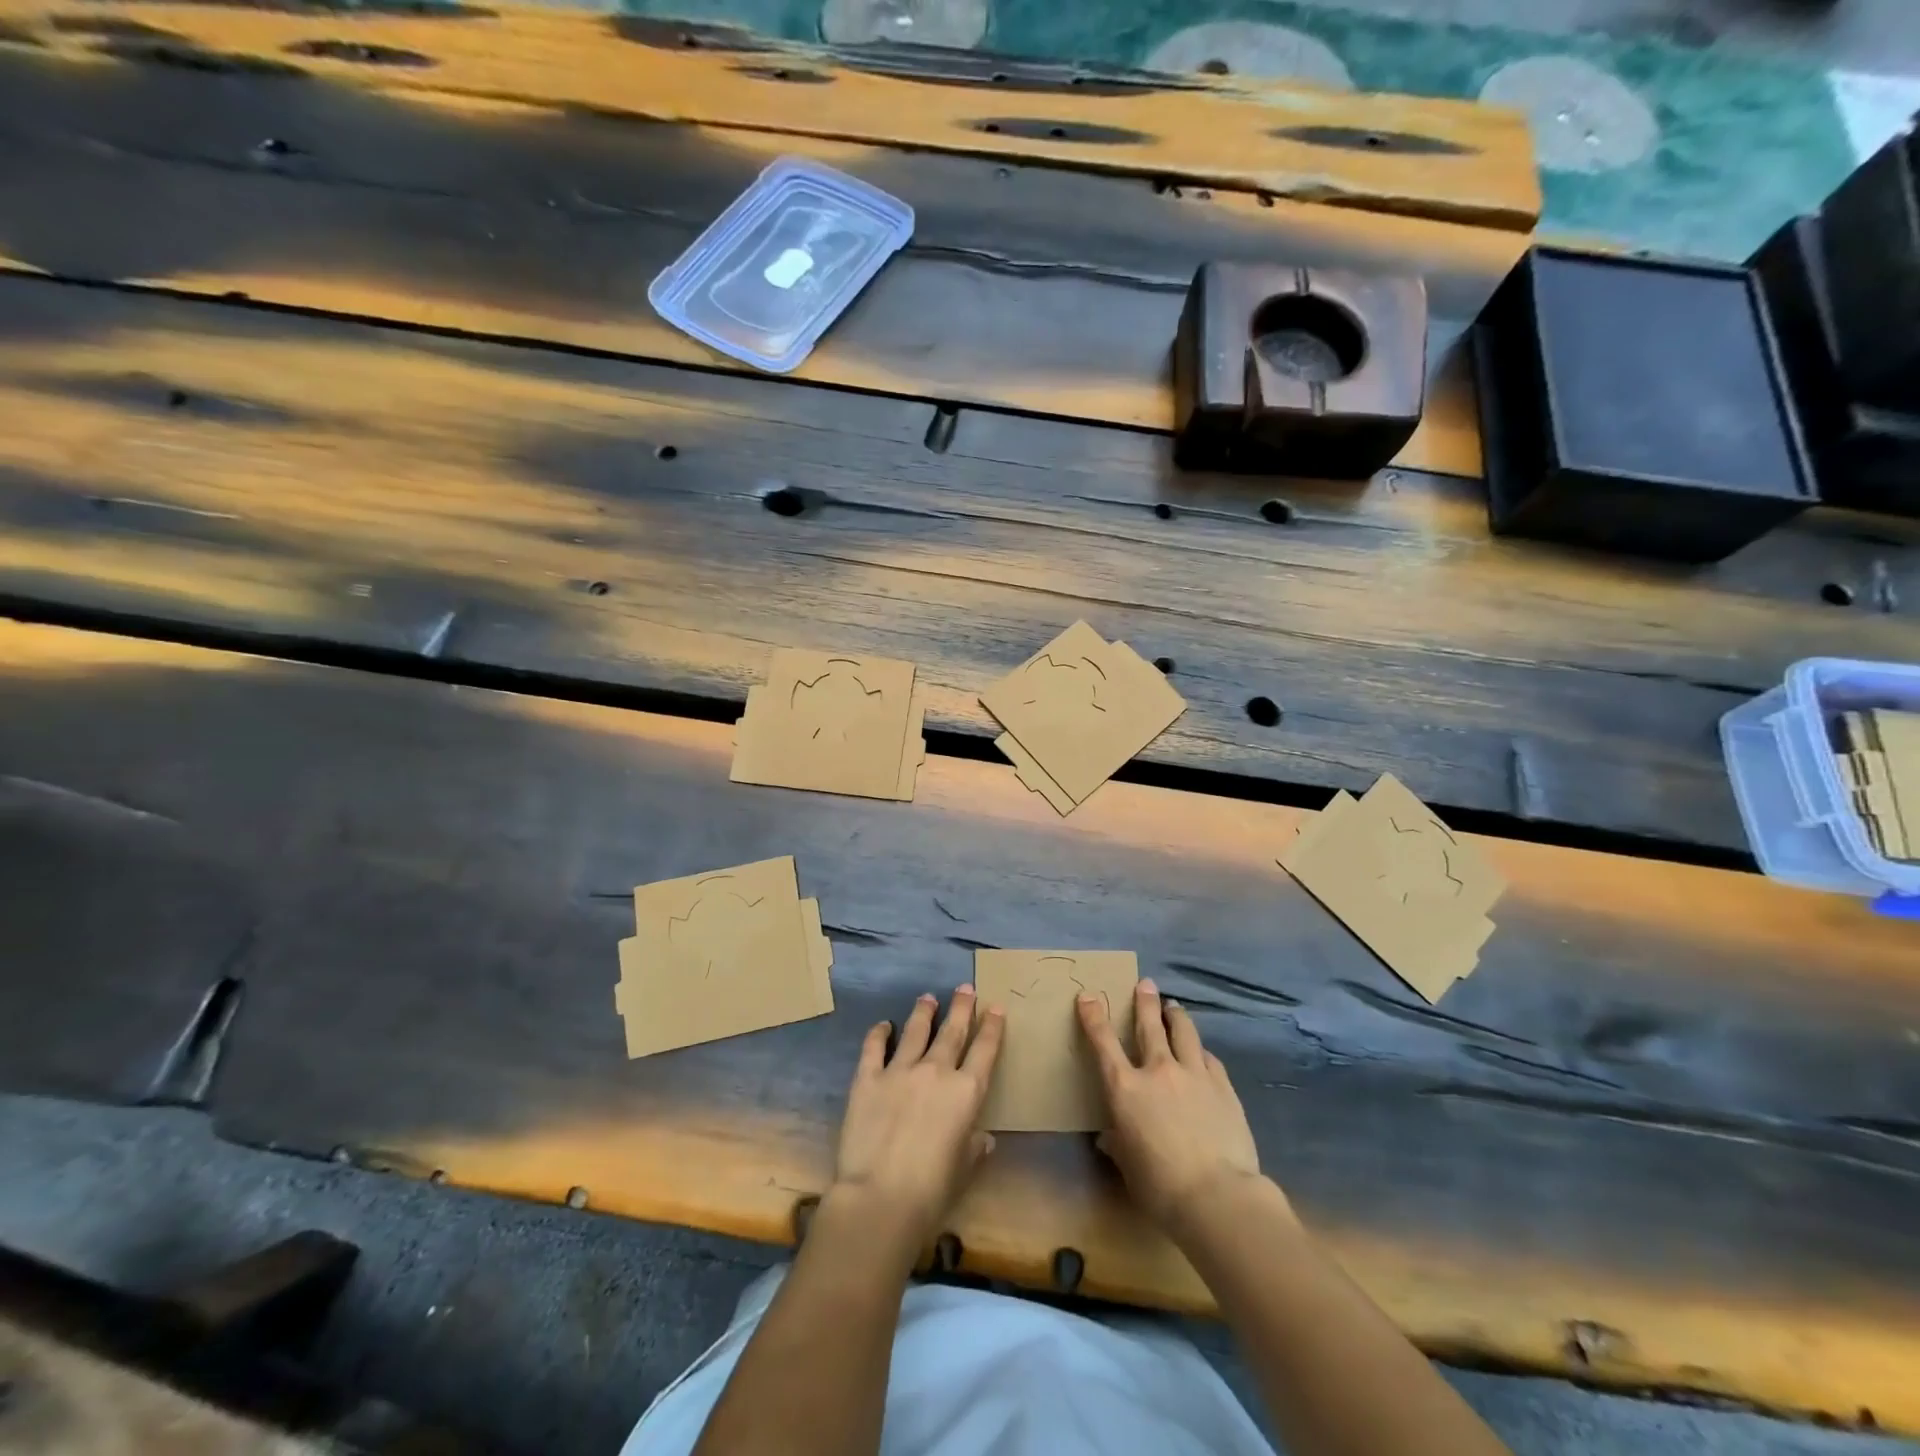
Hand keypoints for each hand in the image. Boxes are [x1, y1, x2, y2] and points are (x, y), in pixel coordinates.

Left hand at [831, 985, 1005, 1249]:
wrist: (880, 1197)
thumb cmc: (932, 1191)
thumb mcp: (964, 1170)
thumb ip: (975, 1147)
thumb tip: (984, 1137)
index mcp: (966, 1092)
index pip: (984, 1051)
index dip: (991, 1027)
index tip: (995, 1007)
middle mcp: (936, 1071)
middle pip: (953, 1031)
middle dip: (962, 1007)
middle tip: (965, 987)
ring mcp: (900, 1070)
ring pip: (915, 1031)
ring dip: (924, 1012)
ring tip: (928, 997)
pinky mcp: (868, 1078)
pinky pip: (874, 1047)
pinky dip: (879, 1033)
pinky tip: (883, 1024)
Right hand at [1078, 978, 1267, 1229]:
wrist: (1218, 1196)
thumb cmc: (1161, 1187)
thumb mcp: (1129, 1167)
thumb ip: (1118, 1145)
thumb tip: (1108, 1138)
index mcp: (1126, 1089)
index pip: (1104, 1043)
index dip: (1094, 1017)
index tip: (1088, 996)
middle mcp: (1158, 1071)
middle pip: (1150, 1025)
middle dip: (1144, 1001)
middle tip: (1145, 983)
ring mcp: (1194, 1075)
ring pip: (1184, 1032)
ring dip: (1176, 1016)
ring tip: (1173, 1007)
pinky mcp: (1223, 1086)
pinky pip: (1209, 1058)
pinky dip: (1200, 1051)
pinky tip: (1202, 1052)